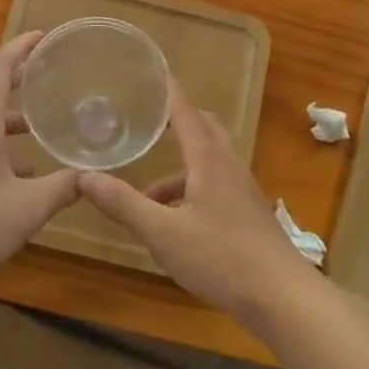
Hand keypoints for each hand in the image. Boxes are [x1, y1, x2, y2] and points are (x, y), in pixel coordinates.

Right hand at [79, 81, 318, 331]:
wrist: (283, 297)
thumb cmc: (222, 258)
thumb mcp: (163, 233)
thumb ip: (124, 205)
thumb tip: (84, 177)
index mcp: (209, 161)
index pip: (186, 114)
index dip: (170, 93)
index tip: (156, 71)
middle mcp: (229, 168)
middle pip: (205, 130)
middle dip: (178, 122)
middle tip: (148, 123)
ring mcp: (243, 192)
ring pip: (209, 163)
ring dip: (179, 169)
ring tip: (146, 195)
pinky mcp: (248, 216)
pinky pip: (215, 188)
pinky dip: (191, 192)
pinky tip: (174, 225)